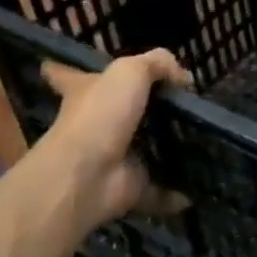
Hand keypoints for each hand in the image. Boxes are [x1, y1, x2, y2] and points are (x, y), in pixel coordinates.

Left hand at [17, 50, 191, 232]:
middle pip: (113, 112)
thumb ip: (158, 64)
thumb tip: (184, 78)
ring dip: (165, 148)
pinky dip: (176, 193)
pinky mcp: (128, 187)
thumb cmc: (100, 115)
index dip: (67, 70)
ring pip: (141, 150)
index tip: (56, 65)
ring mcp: (110, 158)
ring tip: (200, 139)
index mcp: (83, 92)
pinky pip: (158, 189)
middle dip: (139, 109)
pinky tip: (198, 187)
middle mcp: (94, 124)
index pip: (68, 76)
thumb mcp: (130, 71)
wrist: (86, 176)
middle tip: (177, 104)